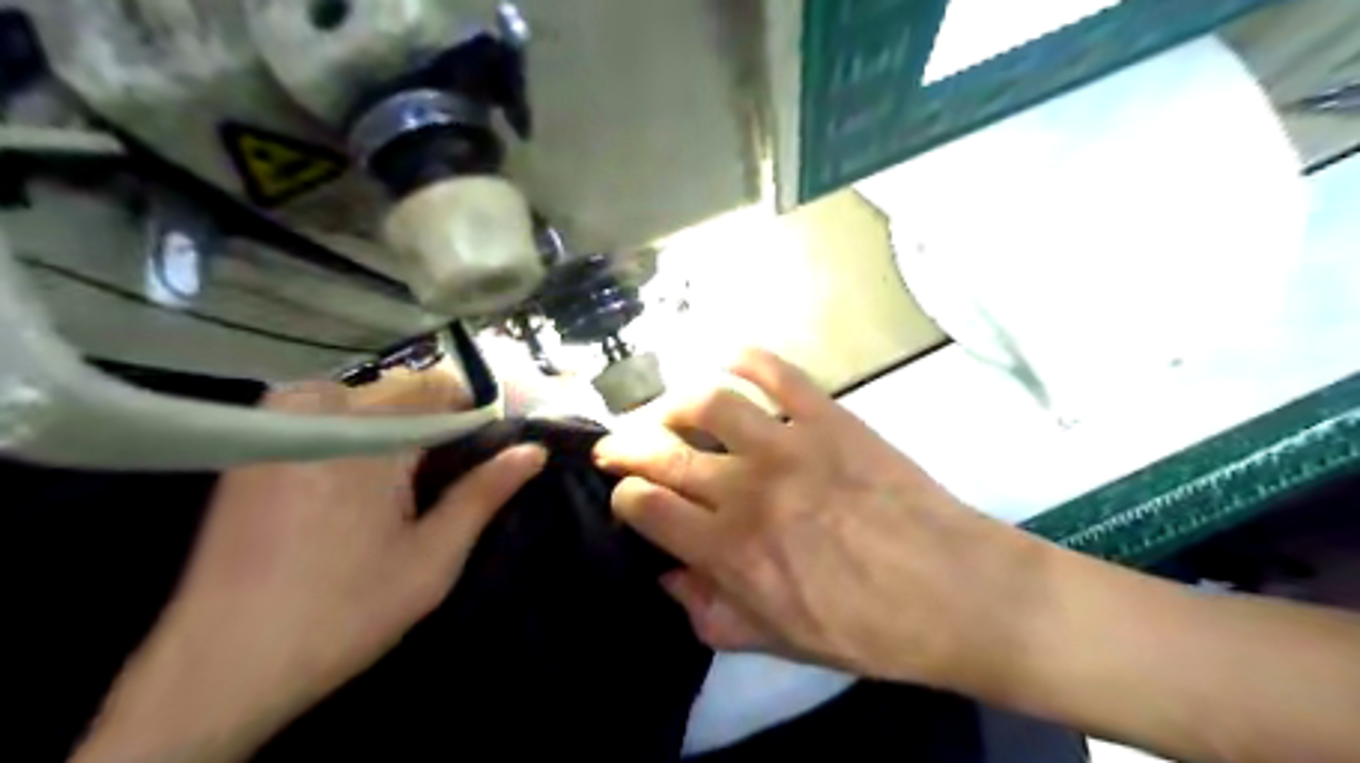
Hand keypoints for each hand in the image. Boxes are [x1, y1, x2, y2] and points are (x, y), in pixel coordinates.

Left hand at [76, 374, 544, 761]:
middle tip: (429, 485)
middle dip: (426, 427)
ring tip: (388, 487)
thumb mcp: (432, 560)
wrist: (218, 665)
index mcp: (370, 439)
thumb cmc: (343, 612)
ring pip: (360, 399)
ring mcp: (275, 426)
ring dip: (385, 428)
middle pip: (399, 393)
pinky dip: (346, 434)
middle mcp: (320, 416)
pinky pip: (317, 413)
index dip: (468, 418)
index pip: (439, 391)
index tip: (477, 455)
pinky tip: (341, 486)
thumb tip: (535, 451)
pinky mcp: (250, 446)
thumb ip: (484, 494)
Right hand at [591, 350, 1043, 687]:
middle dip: (626, 445)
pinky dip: (744, 356)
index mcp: (730, 549)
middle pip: (662, 450)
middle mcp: (747, 488)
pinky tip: (724, 358)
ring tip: (667, 411)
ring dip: (672, 401)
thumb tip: (669, 576)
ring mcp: (789, 443)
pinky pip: (776, 371)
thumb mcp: (780, 642)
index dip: (624, 498)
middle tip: (618, 445)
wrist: (954, 590)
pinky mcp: (829, 416)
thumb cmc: (868, 627)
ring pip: (707, 401)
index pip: (646, 506)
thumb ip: (713, 612)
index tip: (628, 498)